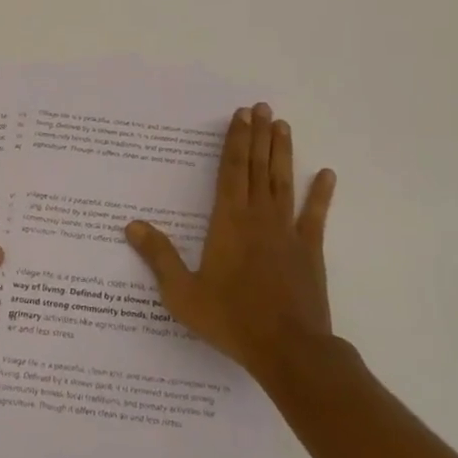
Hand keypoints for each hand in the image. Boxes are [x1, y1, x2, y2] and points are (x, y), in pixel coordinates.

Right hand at [125, 102, 335, 378]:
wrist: (287, 349)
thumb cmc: (231, 319)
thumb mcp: (183, 293)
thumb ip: (159, 256)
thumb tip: (131, 225)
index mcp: (228, 222)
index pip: (230, 171)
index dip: (235, 141)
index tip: (241, 115)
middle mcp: (258, 217)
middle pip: (257, 167)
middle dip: (258, 135)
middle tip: (262, 107)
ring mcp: (287, 232)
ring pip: (283, 182)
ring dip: (282, 153)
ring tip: (282, 125)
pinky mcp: (309, 250)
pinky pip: (315, 216)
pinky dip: (320, 194)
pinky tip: (326, 174)